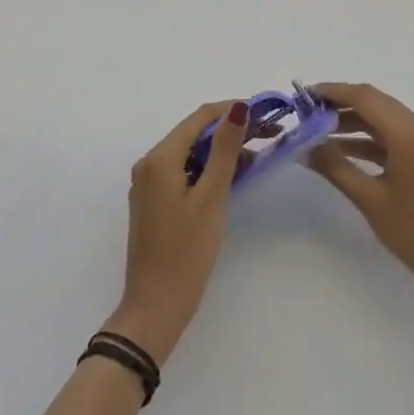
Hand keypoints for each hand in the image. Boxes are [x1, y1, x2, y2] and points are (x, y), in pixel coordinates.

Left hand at [104, 99, 248, 364]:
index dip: (231, 110)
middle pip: (193, 133)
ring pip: (189, 153)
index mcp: (159, 158)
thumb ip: (225, 149)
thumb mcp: (212, 196)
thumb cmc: (187, 251)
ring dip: (219, 151)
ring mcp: (149, 185)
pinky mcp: (154, 202)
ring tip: (254, 157)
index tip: (264, 113)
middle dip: (228, 130)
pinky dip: (206, 169)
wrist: (155, 307)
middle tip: (265, 135)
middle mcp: (149, 164)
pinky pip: (183, 172)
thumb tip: (238, 107)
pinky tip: (231, 178)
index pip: (199, 117)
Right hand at [308, 83, 413, 309]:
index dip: (333, 92)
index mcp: (409, 133)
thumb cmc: (413, 232)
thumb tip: (305, 147)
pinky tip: (339, 149)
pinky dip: (365, 138)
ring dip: (351, 120)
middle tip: (306, 111)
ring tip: (316, 130)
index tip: (304, 95)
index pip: (365, 97)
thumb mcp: (369, 199)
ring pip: (381, 118)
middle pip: (374, 102)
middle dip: (340, 103)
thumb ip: (335, 167)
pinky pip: (390, 135)